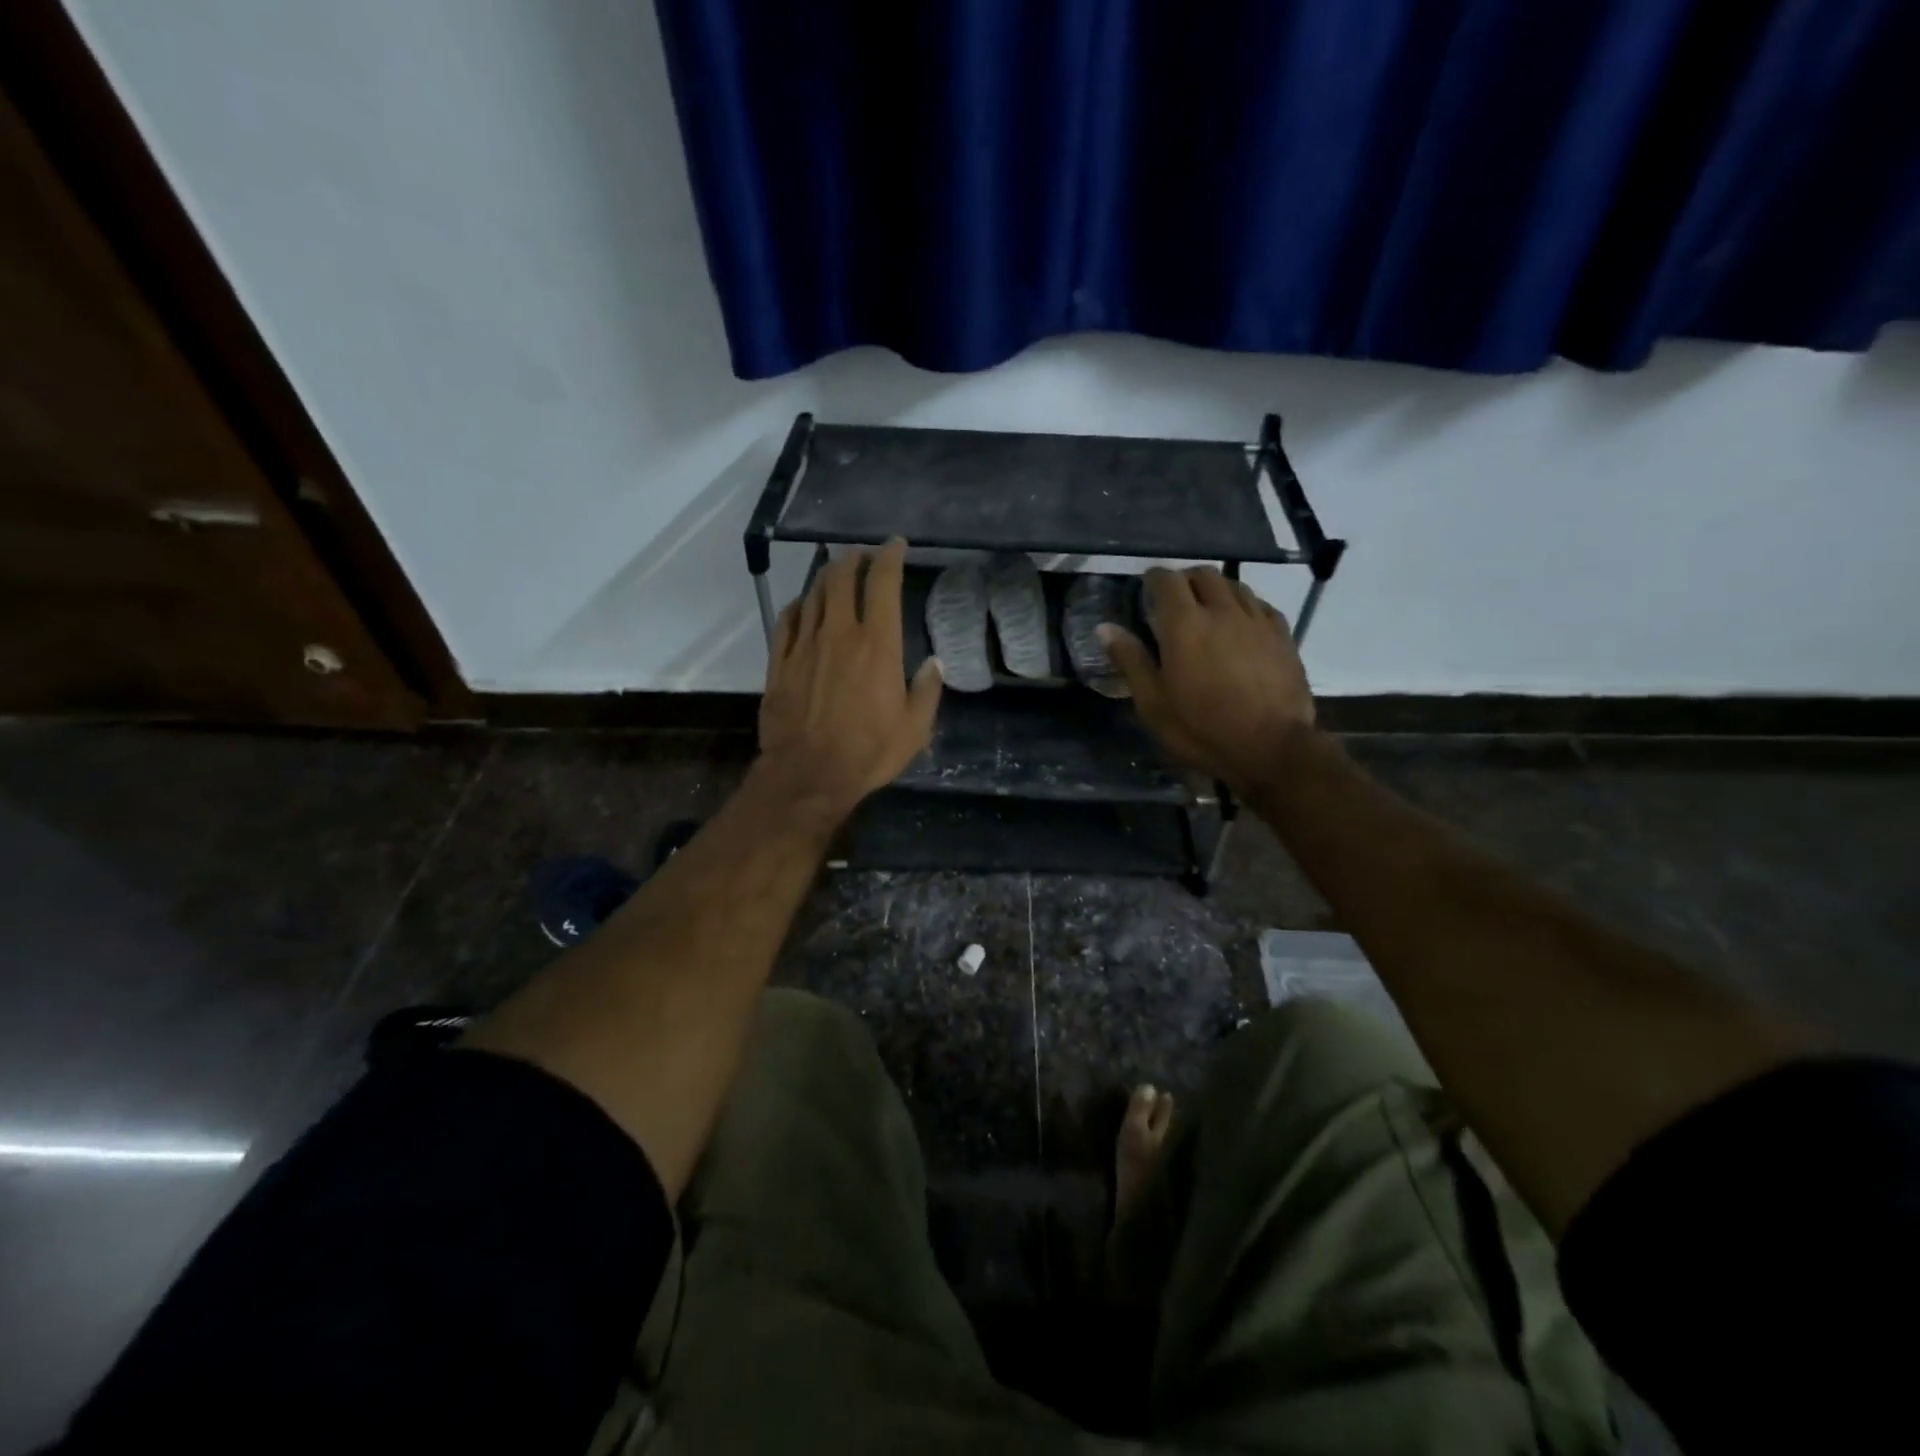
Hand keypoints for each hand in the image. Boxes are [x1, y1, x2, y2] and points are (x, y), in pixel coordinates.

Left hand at [758, 539, 942, 820]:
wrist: (808, 774)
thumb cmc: (868, 751)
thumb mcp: (914, 728)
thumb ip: (926, 691)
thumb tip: (933, 664)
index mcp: (878, 644)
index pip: (883, 583)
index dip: (890, 556)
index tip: (895, 545)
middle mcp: (840, 633)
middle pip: (842, 578)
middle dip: (854, 558)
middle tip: (862, 556)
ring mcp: (805, 645)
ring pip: (814, 594)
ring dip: (827, 577)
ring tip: (836, 573)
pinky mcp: (779, 662)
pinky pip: (787, 620)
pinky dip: (800, 605)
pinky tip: (804, 606)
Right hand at [1100, 566, 1313, 792]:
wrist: (1272, 748)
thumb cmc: (1203, 730)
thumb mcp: (1154, 704)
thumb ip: (1131, 661)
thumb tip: (1105, 627)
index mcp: (1184, 625)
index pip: (1167, 580)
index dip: (1154, 578)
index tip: (1145, 587)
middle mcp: (1222, 612)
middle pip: (1204, 575)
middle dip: (1185, 580)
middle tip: (1175, 600)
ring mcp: (1256, 621)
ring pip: (1234, 585)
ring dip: (1216, 590)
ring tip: (1207, 610)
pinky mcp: (1282, 635)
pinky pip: (1260, 605)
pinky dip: (1244, 606)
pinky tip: (1240, 624)